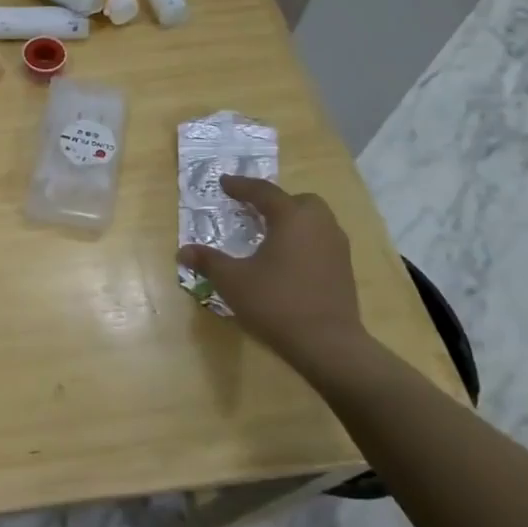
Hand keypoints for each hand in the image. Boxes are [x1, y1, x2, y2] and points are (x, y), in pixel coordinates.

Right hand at [177, 176, 365, 365]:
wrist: (328, 343)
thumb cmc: (276, 302)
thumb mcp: (232, 280)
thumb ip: (208, 261)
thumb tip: (183, 251)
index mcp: (292, 218)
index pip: (263, 192)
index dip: (241, 186)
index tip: (224, 182)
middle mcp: (319, 225)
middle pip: (299, 201)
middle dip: (276, 201)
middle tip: (253, 210)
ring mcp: (337, 247)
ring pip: (314, 221)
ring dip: (292, 221)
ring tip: (269, 234)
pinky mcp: (344, 270)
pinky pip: (321, 241)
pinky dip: (303, 240)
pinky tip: (287, 259)